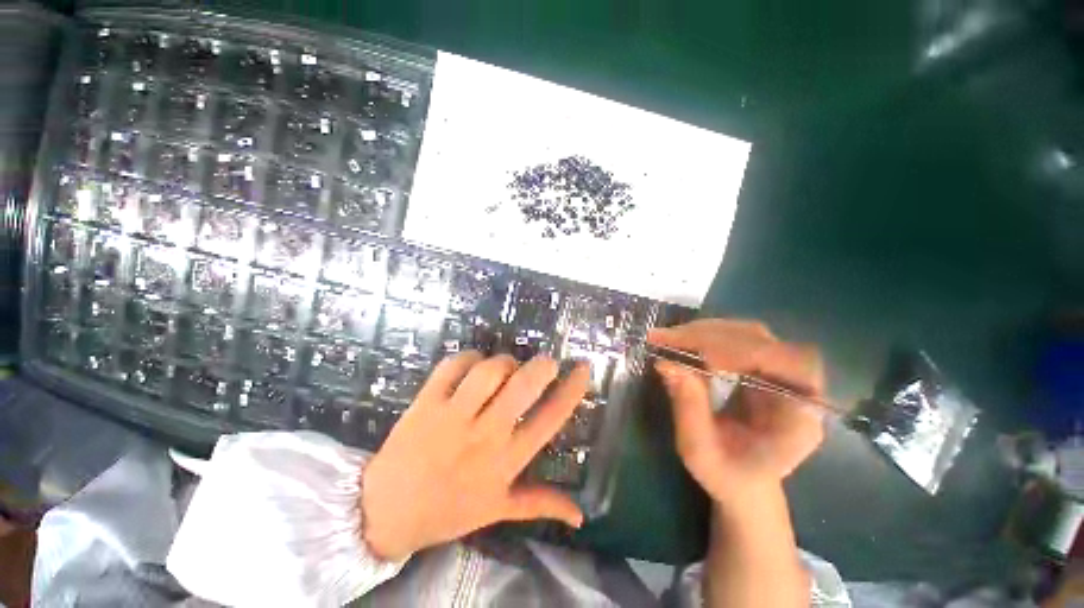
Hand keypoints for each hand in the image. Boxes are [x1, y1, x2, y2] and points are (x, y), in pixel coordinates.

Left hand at [361, 352, 589, 560]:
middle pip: (522, 386)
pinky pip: (454, 366)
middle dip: (541, 366)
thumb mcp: (497, 510)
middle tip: (545, 363)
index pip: (550, 419)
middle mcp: (484, 435)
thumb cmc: (448, 510)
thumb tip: (581, 516)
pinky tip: (472, 365)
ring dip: (503, 362)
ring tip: (505, 368)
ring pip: (489, 371)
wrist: (384, 512)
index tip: (582, 368)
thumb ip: (540, 505)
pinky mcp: (426, 402)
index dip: (571, 390)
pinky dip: (469, 357)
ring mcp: (453, 417)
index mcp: (506, 461)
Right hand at [648, 319, 825, 504]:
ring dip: (703, 332)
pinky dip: (703, 336)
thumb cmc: (727, 476)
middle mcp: (798, 388)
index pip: (791, 365)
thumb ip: (688, 408)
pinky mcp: (761, 366)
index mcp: (799, 419)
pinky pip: (735, 339)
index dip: (747, 352)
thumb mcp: (700, 452)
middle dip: (709, 336)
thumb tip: (666, 363)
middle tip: (665, 338)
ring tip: (667, 338)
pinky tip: (681, 343)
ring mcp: (779, 372)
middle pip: (763, 341)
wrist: (744, 480)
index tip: (701, 356)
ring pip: (746, 333)